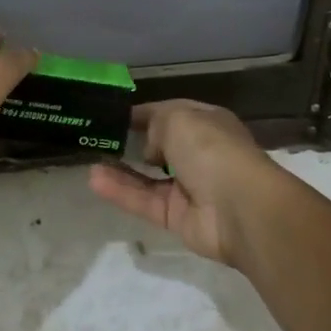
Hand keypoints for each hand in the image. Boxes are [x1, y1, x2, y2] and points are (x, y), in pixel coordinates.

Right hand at [87, 100, 282, 267]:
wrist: (241, 208)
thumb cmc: (212, 150)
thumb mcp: (179, 118)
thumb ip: (155, 123)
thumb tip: (149, 147)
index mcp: (208, 124)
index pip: (171, 114)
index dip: (144, 113)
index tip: (113, 114)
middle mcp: (199, 154)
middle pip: (160, 146)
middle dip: (132, 142)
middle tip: (97, 138)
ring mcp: (188, 188)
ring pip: (147, 177)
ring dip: (120, 168)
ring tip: (89, 159)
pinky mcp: (176, 217)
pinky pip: (143, 201)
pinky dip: (120, 191)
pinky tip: (94, 179)